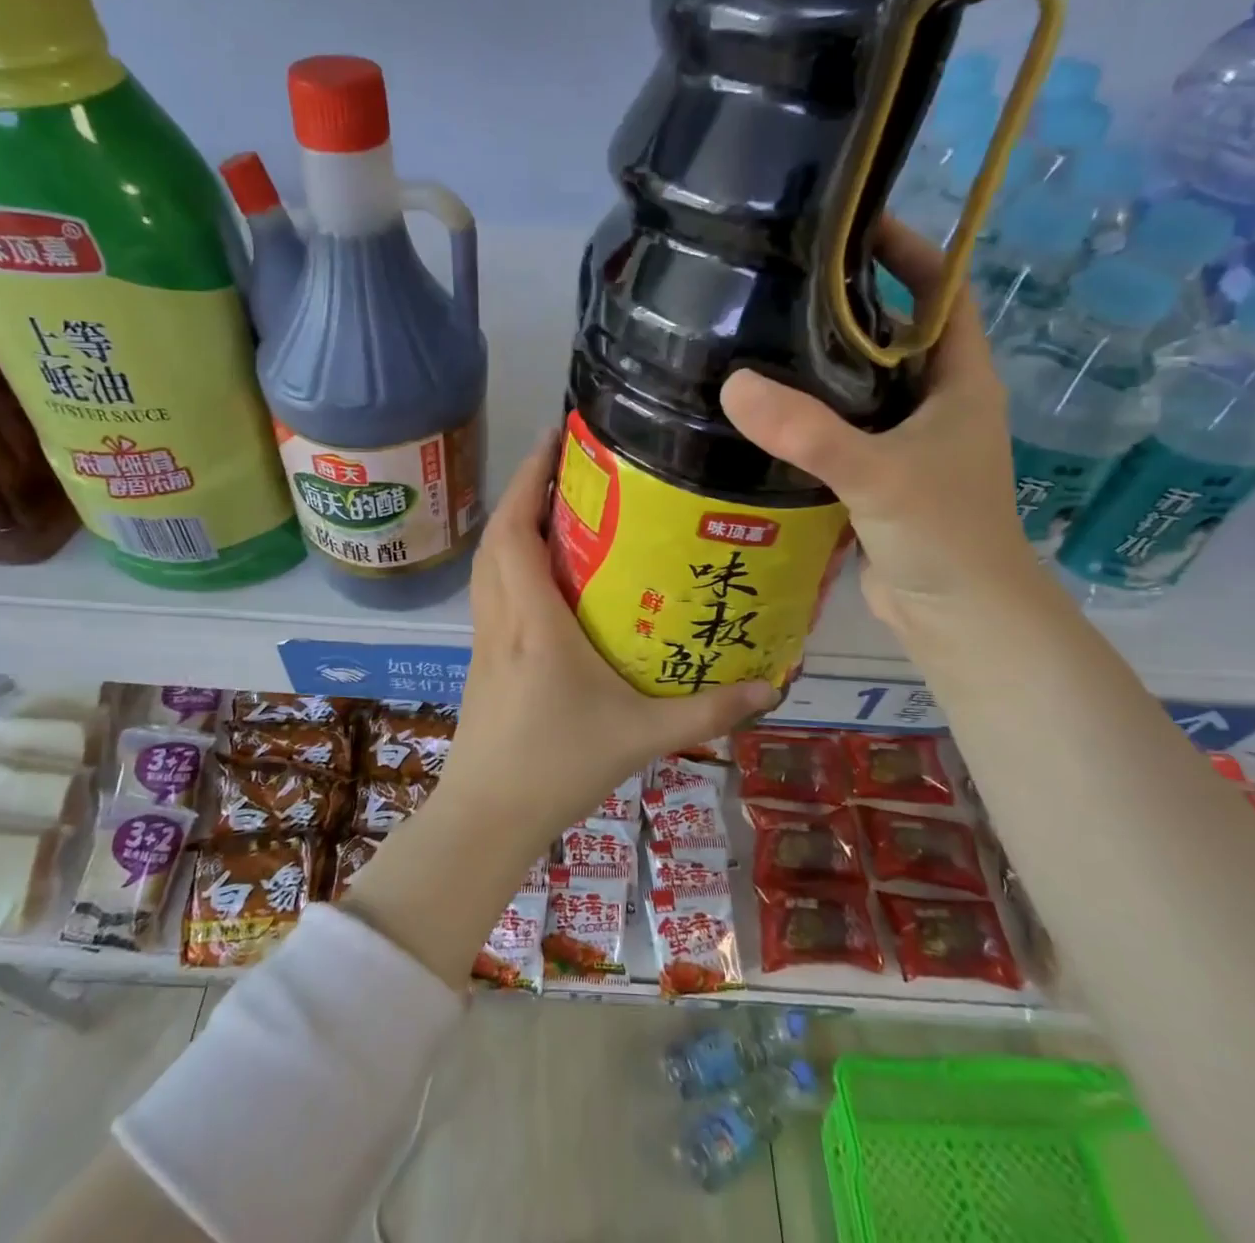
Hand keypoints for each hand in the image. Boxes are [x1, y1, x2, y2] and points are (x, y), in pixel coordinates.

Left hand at [437, 433, 775, 855]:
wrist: (487, 817)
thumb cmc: (558, 768)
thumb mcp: (642, 737)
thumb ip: (708, 711)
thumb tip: (771, 685)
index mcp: (533, 620)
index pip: (516, 530)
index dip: (530, 478)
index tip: (556, 437)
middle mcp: (501, 617)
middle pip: (497, 535)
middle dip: (526, 490)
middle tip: (570, 468)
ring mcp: (485, 638)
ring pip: (487, 562)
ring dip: (514, 525)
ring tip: (559, 509)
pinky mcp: (483, 658)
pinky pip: (490, 590)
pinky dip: (509, 562)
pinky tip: (545, 576)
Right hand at [719, 215, 1037, 627]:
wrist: (957, 617)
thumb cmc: (943, 535)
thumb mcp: (878, 475)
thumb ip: (809, 433)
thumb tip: (732, 384)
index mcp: (961, 381)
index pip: (942, 292)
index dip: (908, 252)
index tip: (850, 225)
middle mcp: (937, 403)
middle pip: (894, 334)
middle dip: (848, 304)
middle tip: (783, 280)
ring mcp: (908, 442)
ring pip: (863, 385)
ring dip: (822, 363)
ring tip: (760, 335)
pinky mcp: (878, 477)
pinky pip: (842, 429)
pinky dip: (810, 415)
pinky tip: (763, 411)